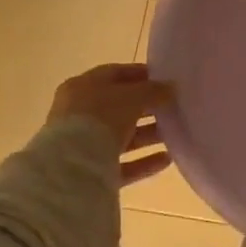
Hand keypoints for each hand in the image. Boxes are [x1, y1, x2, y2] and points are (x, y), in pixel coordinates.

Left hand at [47, 63, 173, 186]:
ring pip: (121, 136)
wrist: (71, 166)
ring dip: (148, 135)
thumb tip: (170, 88)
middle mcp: (79, 113)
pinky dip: (143, 161)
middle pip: (119, 107)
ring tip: (174, 135)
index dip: (142, 75)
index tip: (166, 80)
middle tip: (173, 109)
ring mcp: (83, 144)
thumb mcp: (132, 96)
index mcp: (83, 86)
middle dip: (147, 108)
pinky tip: (167, 159)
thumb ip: (153, 90)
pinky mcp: (90, 172)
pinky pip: (121, 164)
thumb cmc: (101, 117)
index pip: (116, 74)